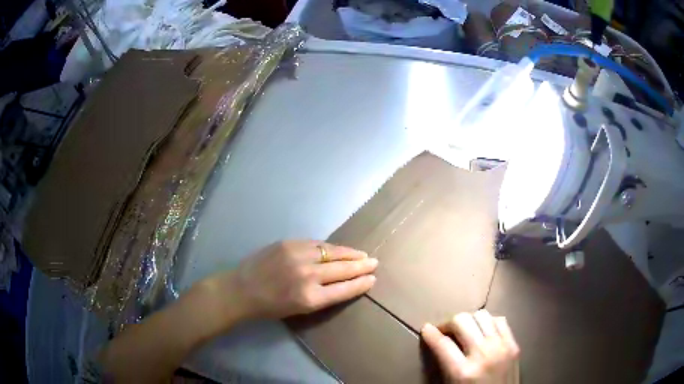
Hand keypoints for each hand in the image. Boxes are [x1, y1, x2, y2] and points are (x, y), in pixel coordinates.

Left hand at [206, 240, 377, 320]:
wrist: (241, 290)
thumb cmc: (270, 307)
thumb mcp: (299, 310)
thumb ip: (321, 296)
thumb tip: (341, 283)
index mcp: (310, 298)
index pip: (345, 289)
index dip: (361, 283)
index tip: (373, 279)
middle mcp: (308, 276)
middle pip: (343, 269)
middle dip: (361, 266)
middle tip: (374, 262)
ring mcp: (298, 256)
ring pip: (332, 252)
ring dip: (350, 253)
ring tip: (361, 254)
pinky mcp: (289, 243)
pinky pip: (317, 244)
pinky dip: (331, 247)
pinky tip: (339, 248)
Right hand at [421, 310, 519, 383]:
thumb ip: (445, 364)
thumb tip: (438, 342)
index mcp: (463, 372)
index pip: (442, 343)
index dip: (430, 333)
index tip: (426, 329)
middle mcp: (483, 355)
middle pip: (462, 321)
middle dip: (448, 323)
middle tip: (444, 332)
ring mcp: (501, 347)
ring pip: (481, 316)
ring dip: (469, 321)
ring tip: (464, 330)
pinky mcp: (514, 345)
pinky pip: (500, 321)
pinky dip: (489, 322)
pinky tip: (484, 331)